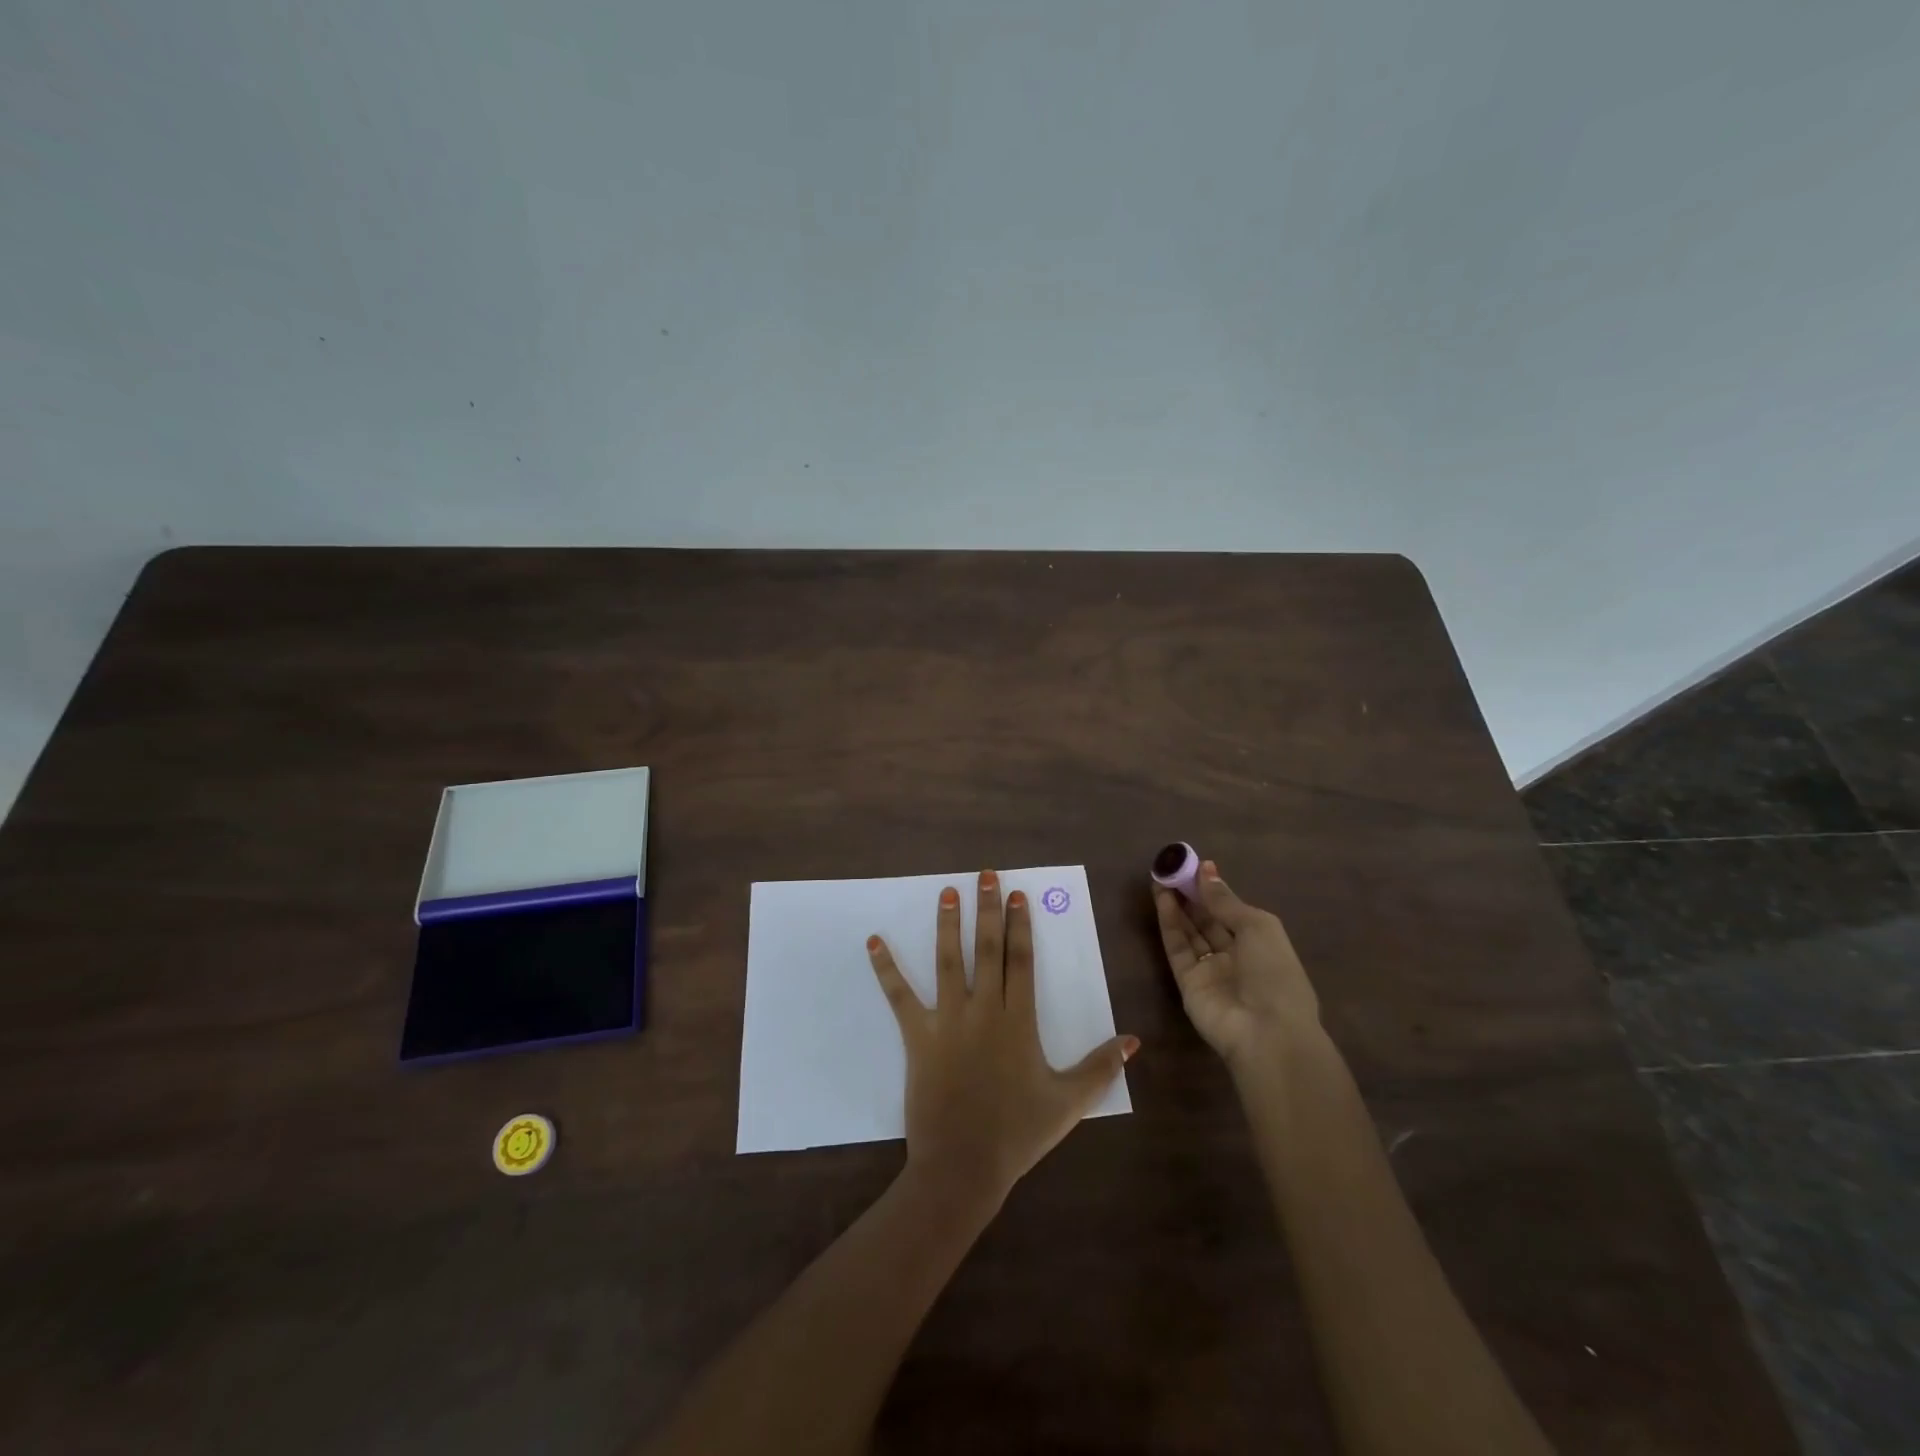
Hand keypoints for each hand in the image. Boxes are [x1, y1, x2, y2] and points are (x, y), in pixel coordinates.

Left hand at [868, 870, 1137, 1202]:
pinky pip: (900, 997)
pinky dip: (886, 969)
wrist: (963, 1166)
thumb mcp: (1069, 1102)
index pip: (1021, 961)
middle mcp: (984, 1010)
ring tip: (947, 892)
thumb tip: (1133, 1040)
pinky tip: (874, 942)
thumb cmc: (1018, 1133)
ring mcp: (948, 1021)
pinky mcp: (918, 1037)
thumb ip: (1101, 1068)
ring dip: (947, 925)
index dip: (1020, 925)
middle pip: (987, 950)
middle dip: (988, 910)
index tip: (1018, 895)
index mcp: (1018, 1021)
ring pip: (948, 962)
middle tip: (987, 875)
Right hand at [1152, 859, 1318, 1066]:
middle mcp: (1235, 956)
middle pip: (1208, 921)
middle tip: (1172, 869)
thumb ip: (1225, 900)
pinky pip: (1177, 948)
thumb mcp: (1257, 927)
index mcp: (1261, 943)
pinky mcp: (1187, 983)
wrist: (1266, 1032)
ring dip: (1177, 906)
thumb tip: (1206, 870)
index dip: (1214, 889)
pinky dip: (1169, 924)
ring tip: (1161, 878)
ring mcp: (1210, 970)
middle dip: (1191, 895)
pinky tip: (1162, 900)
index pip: (1232, 911)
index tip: (1194, 865)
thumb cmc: (1274, 973)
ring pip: (1190, 932)